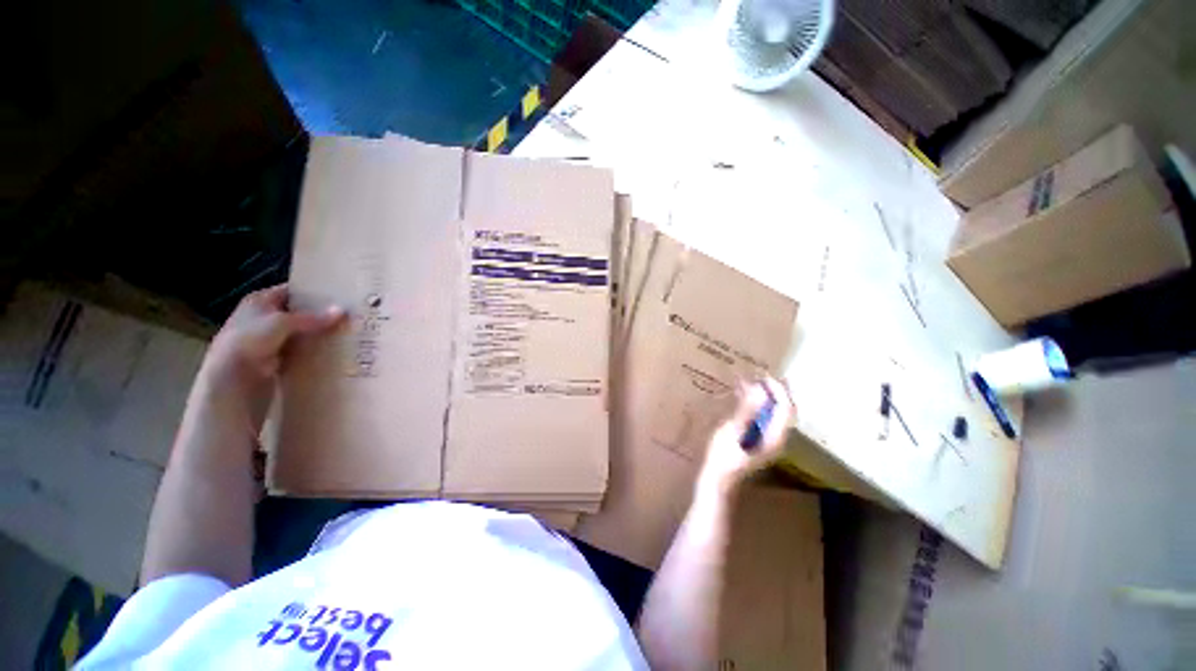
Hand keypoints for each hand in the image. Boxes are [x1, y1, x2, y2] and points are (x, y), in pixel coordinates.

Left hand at [200, 284, 343, 430]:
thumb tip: (343, 311)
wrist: (231, 378)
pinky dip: (314, 351)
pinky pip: (301, 350)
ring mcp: (270, 339)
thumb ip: (313, 318)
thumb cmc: (249, 340)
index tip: (339, 296)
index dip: (313, 293)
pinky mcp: (277, 358)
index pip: (291, 291)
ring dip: (319, 334)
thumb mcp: (282, 323)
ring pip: (301, 333)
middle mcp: (264, 317)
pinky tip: (334, 351)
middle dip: (321, 315)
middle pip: (299, 313)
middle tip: (350, 316)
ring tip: (348, 333)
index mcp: (260, 301)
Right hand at [696, 377, 794, 498]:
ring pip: (772, 412)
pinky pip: (761, 416)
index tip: (764, 376)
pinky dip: (754, 404)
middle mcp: (775, 437)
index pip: (785, 408)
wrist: (718, 481)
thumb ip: (748, 411)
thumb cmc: (724, 458)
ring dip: (763, 395)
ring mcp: (767, 438)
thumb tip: (760, 390)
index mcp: (774, 436)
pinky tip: (741, 394)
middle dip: (774, 390)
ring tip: (750, 379)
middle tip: (760, 374)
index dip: (778, 390)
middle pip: (783, 409)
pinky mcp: (757, 439)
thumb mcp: (734, 432)